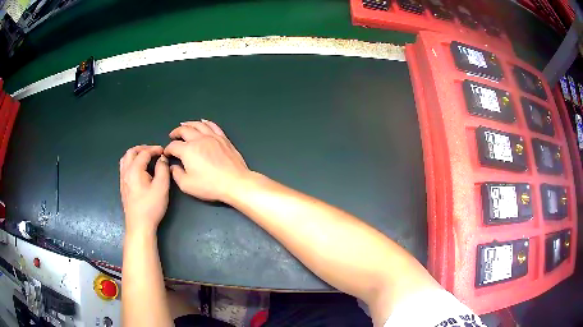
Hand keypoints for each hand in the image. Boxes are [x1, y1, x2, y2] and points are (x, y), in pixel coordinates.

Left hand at [120, 145, 169, 234]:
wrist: (139, 225)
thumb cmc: (151, 206)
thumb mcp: (161, 187)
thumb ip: (163, 169)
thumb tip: (162, 159)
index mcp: (134, 170)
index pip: (144, 153)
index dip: (154, 149)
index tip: (164, 152)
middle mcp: (126, 172)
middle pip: (131, 152)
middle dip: (143, 148)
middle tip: (154, 151)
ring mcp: (122, 180)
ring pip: (125, 159)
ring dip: (135, 154)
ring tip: (145, 158)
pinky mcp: (123, 187)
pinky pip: (124, 167)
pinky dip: (131, 162)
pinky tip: (139, 170)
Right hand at [164, 119, 249, 201]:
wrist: (235, 182)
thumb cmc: (210, 185)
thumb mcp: (187, 185)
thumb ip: (176, 174)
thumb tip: (173, 167)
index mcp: (188, 150)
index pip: (173, 146)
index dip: (167, 149)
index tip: (166, 153)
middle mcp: (199, 139)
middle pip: (184, 130)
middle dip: (176, 132)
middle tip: (172, 135)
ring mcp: (212, 137)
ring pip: (198, 125)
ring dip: (188, 124)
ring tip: (183, 125)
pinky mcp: (223, 138)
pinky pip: (213, 125)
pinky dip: (206, 122)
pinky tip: (202, 122)